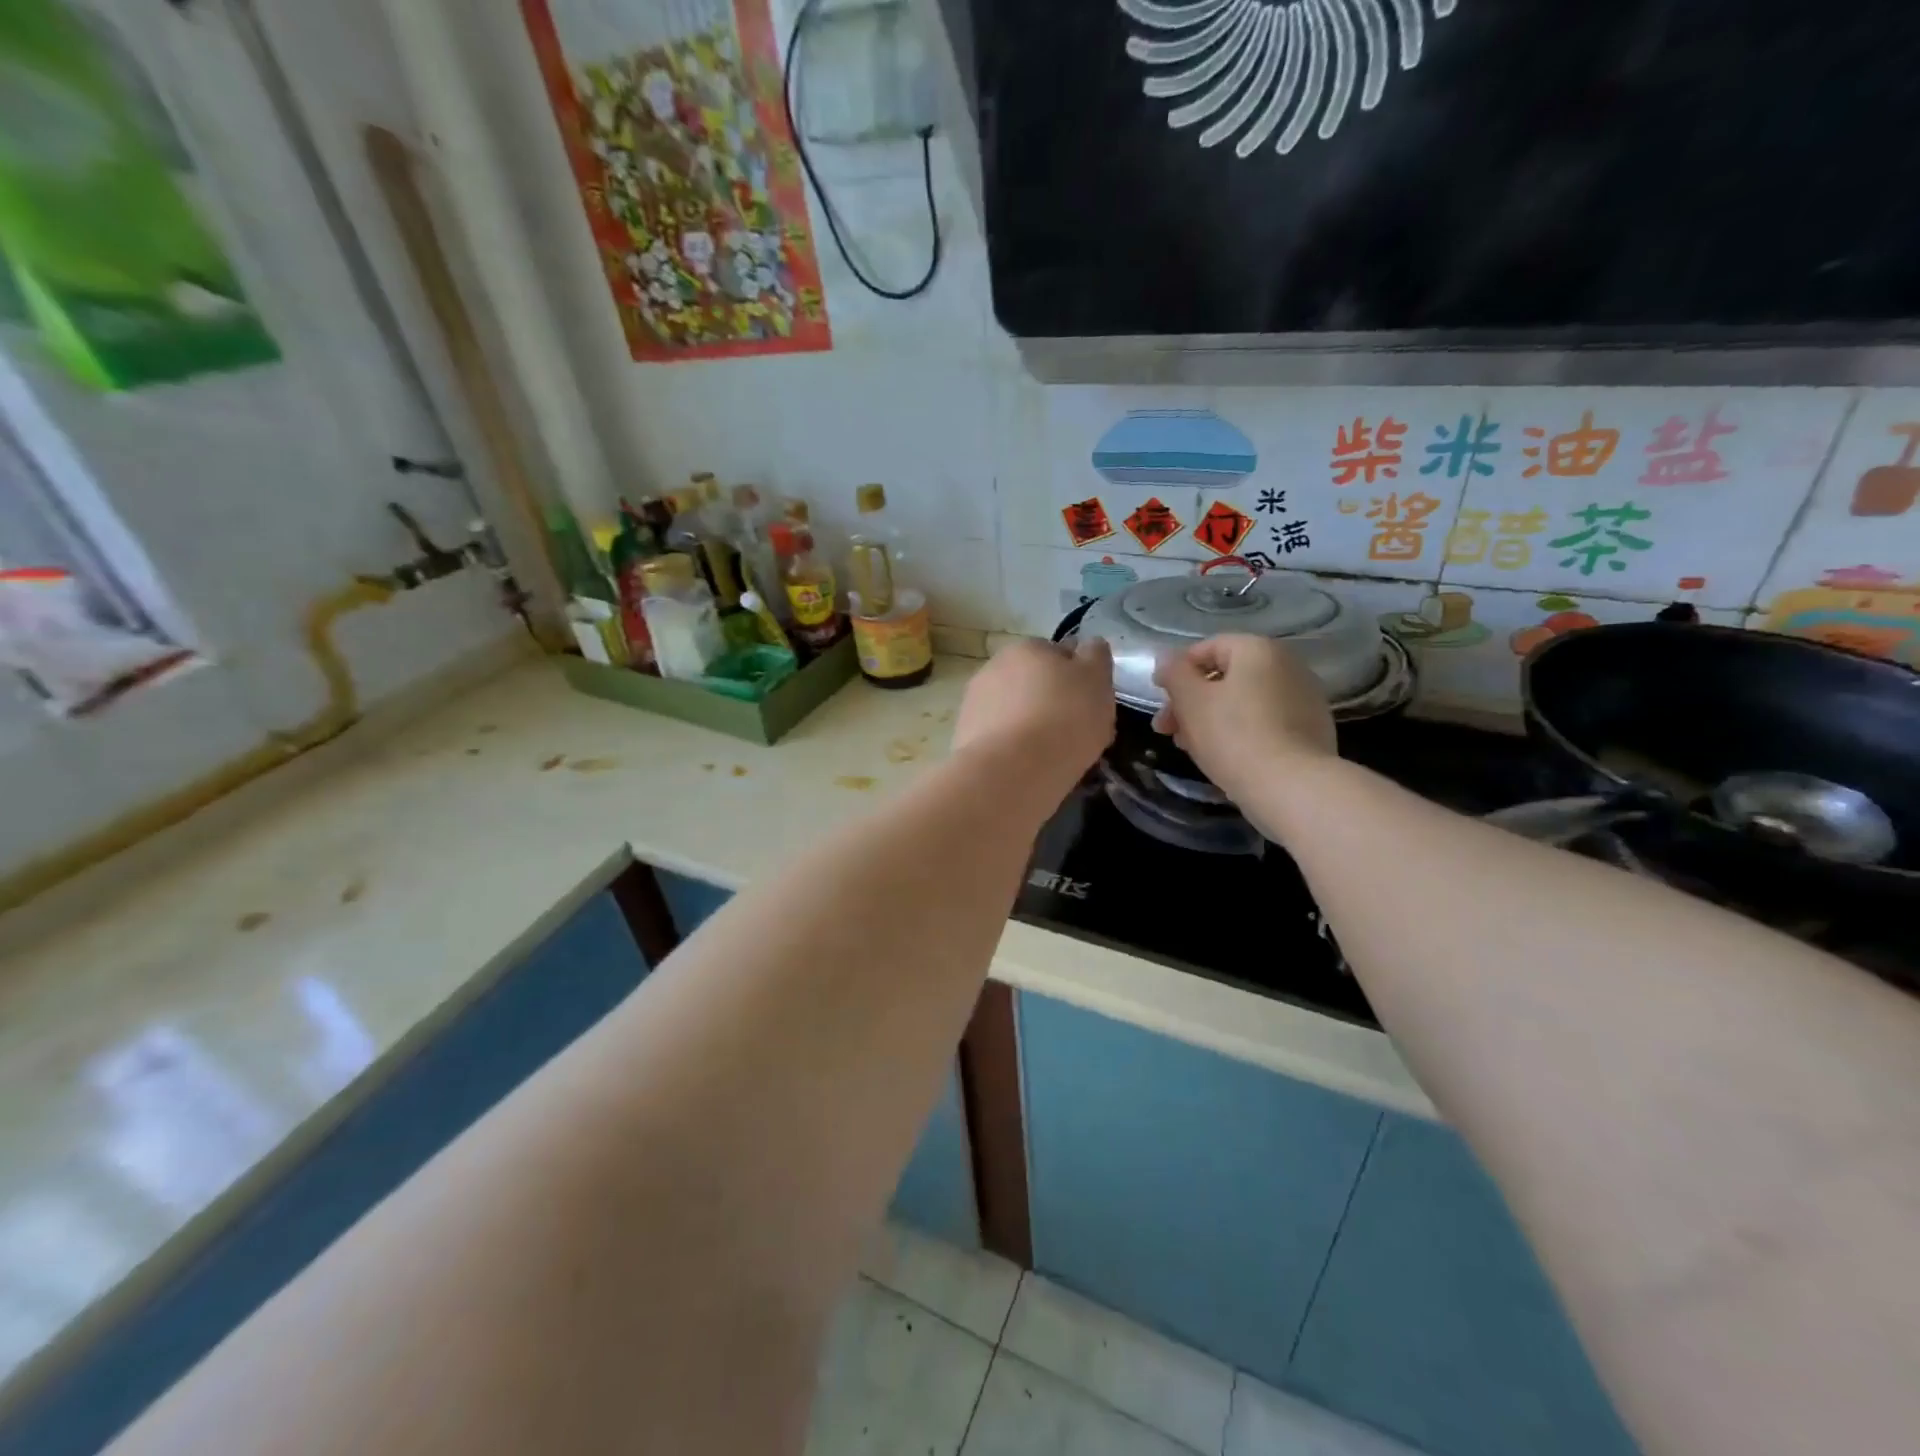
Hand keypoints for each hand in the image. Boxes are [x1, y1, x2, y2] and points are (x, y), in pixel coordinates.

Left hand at [954, 637, 1114, 792]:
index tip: (1092, 706)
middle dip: (1052, 704)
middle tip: (1075, 734)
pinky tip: (1028, 768)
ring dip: (1030, 726)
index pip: (1060, 655)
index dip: (1079, 681)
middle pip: (1034, 685)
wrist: (1012, 769)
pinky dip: (1012, 748)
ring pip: (1015, 712)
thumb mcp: (1097, 679)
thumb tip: (1089, 646)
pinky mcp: (964, 736)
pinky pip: (1000, 739)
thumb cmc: (1064, 718)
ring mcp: (975, 702)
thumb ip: (1095, 657)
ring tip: (1051, 757)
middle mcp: (995, 667)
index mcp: (1028, 647)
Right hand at [1151, 635, 1336, 805]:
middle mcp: (1288, 665)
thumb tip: (1167, 658)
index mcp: (1258, 650)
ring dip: (1211, 719)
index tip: (1160, 699)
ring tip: (1190, 748)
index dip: (1177, 671)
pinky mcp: (1312, 730)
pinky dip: (1241, 732)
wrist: (1292, 787)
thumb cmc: (1233, 736)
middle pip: (1226, 677)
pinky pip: (1265, 722)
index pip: (1207, 648)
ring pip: (1244, 702)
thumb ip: (1174, 673)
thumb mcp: (1190, 701)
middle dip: (1191, 702)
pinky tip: (1224, 757)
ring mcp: (1305, 698)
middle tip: (1167, 730)